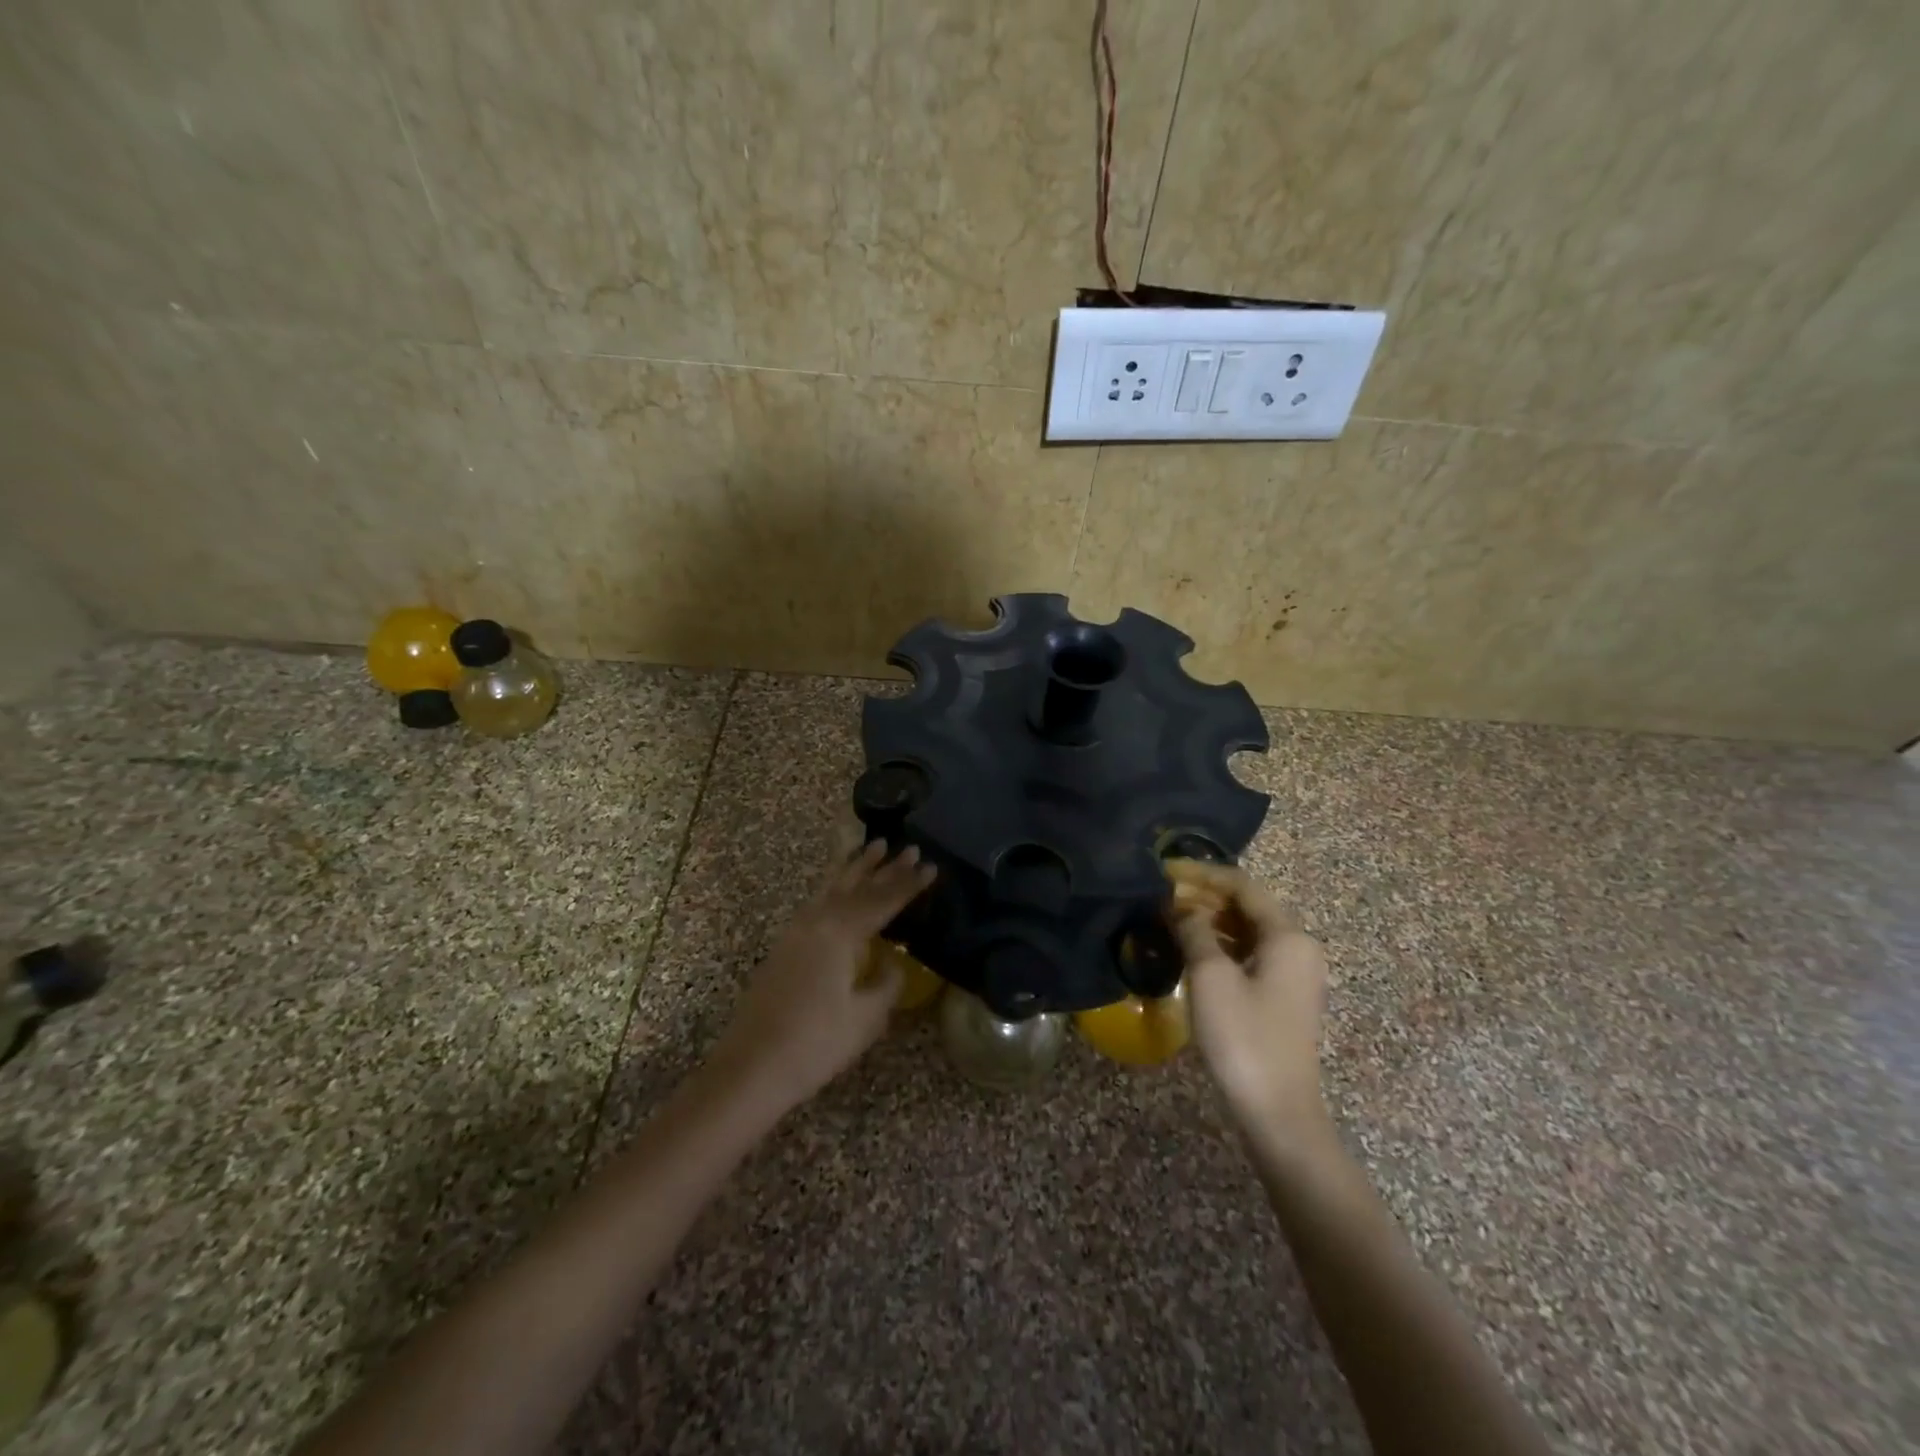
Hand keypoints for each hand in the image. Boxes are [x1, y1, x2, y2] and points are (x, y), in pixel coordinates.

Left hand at [709, 840, 935, 1113]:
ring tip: (873, 846)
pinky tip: (838, 888)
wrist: (751, 1067)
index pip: (884, 901)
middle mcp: (817, 921)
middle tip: (909, 847)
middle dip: (885, 867)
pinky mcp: (784, 946)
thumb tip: (893, 962)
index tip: (931, 866)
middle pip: (857, 886)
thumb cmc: (815, 1044)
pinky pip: (817, 901)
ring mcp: (796, 931)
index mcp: (841, 932)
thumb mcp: (865, 1017)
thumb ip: (886, 982)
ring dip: (855, 867)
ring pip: (832, 887)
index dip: (909, 885)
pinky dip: (834, 886)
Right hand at [1170, 863, 1329, 1144]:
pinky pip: (1248, 953)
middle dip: (1204, 896)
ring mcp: (1292, 973)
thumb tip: (1176, 904)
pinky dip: (1219, 944)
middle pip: (1247, 906)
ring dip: (1209, 919)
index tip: (1164, 870)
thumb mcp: (1210, 977)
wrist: (1277, 1112)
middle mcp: (1297, 947)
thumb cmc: (1244, 1037)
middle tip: (1161, 895)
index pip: (1243, 886)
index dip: (1202, 874)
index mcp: (1288, 936)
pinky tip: (1190, 948)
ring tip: (1168, 917)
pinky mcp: (1281, 995)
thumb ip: (1192, 929)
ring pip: (1246, 930)